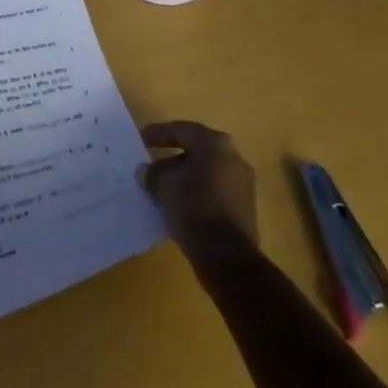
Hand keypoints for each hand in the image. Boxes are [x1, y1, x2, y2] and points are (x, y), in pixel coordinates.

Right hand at [138, 120, 258, 262]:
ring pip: (206, 173)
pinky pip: (215, 193)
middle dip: (173, 159)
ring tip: (164, 191)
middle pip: (196, 151)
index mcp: (214, 142)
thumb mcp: (163, 186)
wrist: (227, 256)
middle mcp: (232, 156)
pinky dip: (198, 195)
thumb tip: (145, 172)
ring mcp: (242, 184)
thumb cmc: (193, 207)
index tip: (141, 139)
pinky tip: (181, 208)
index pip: (181, 130)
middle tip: (153, 168)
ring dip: (185, 179)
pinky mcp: (245, 209)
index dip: (159, 134)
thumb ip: (152, 174)